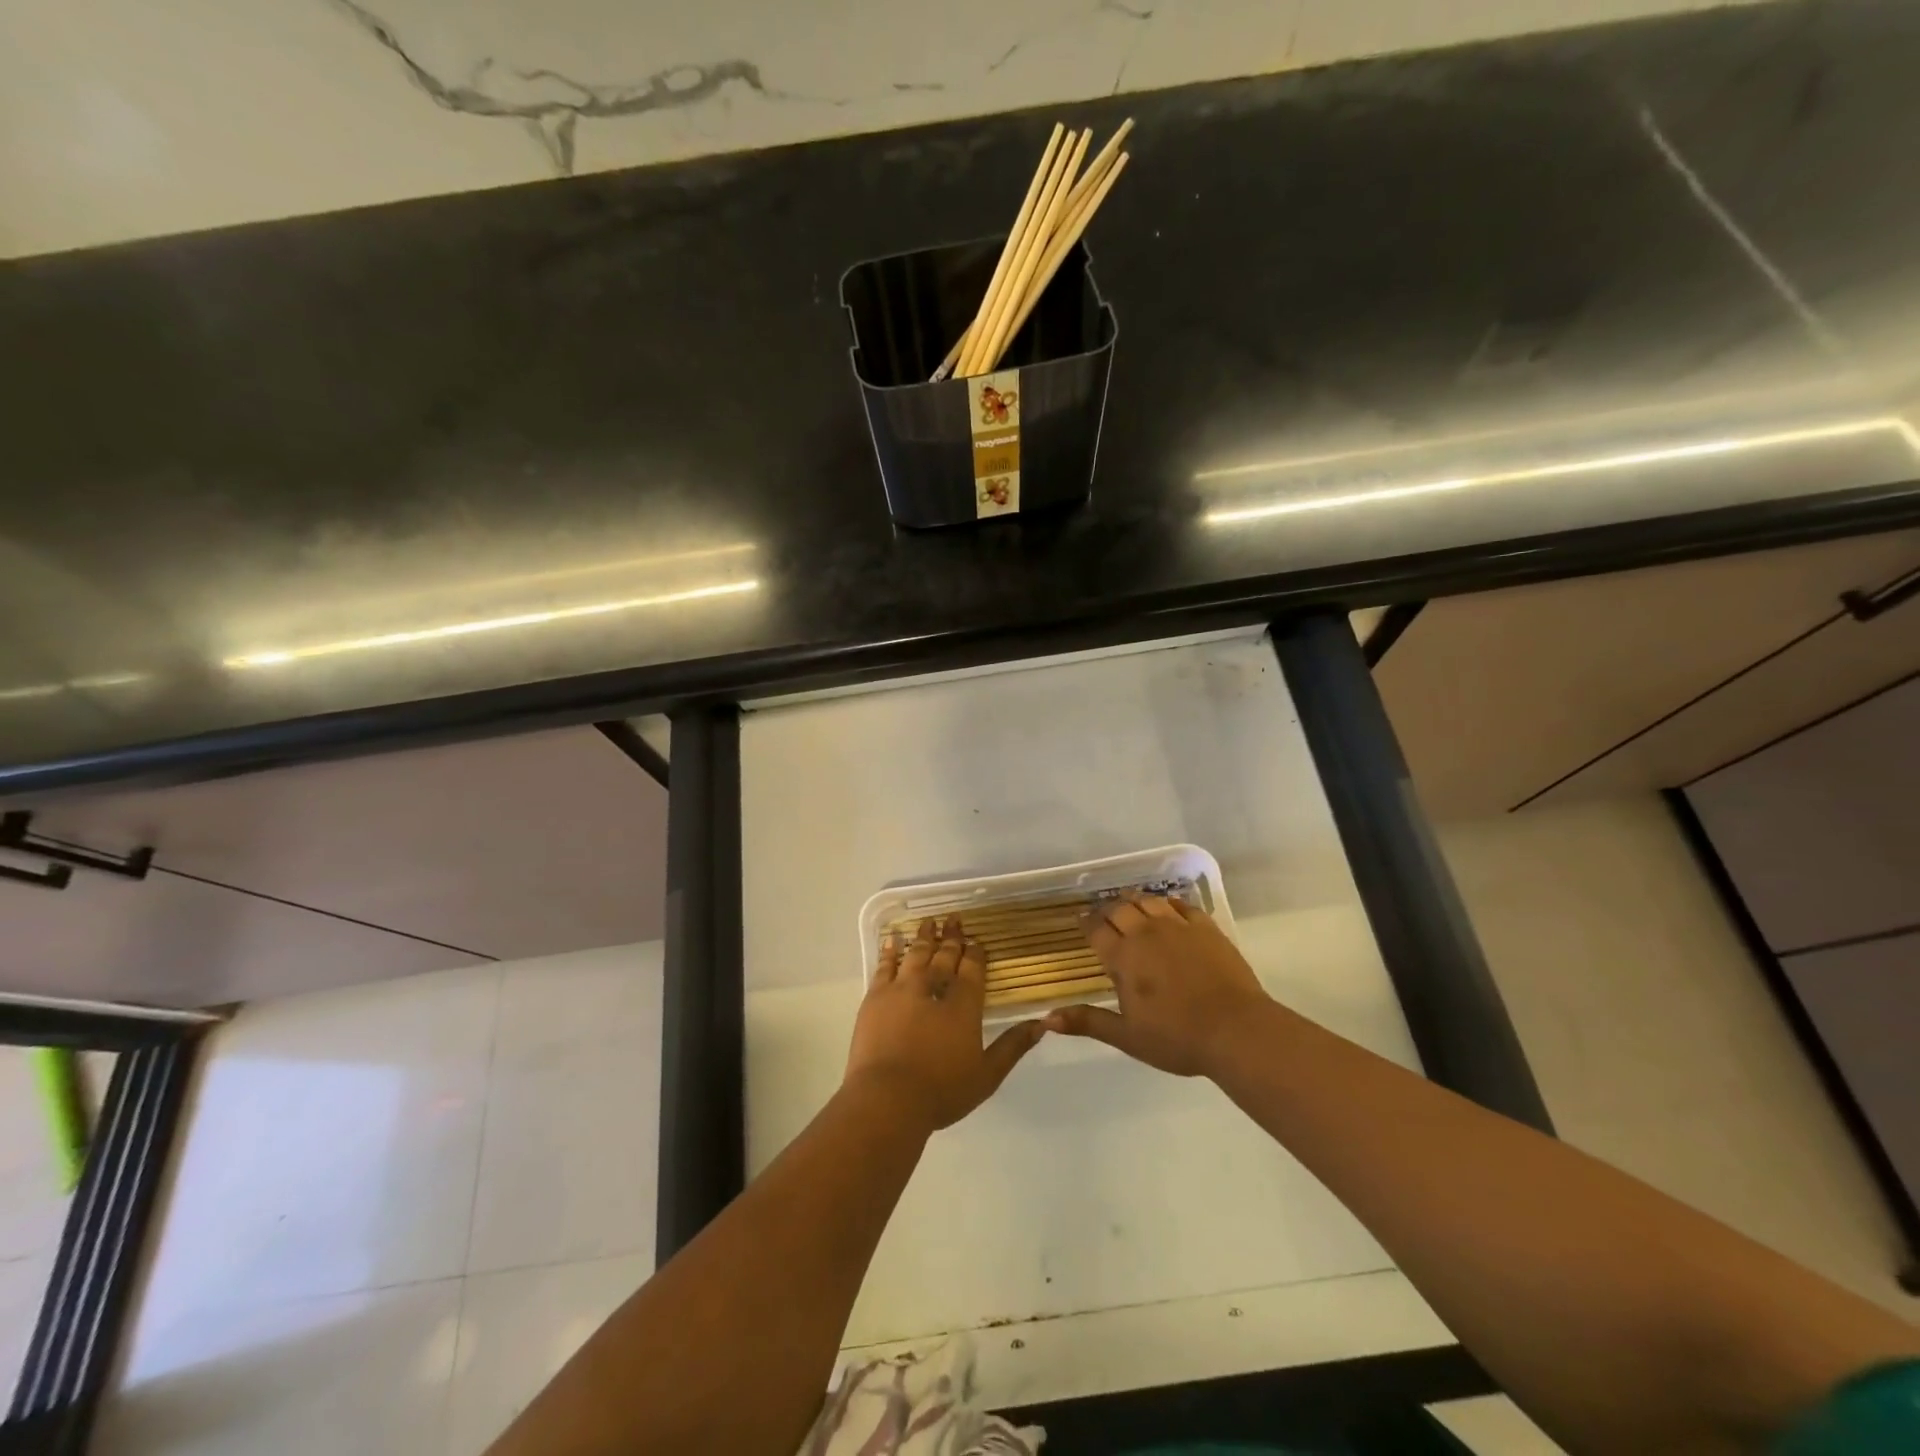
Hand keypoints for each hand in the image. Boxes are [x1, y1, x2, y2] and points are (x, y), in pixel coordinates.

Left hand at [844, 915, 1044, 1132]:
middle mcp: (933, 988)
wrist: (887, 1099)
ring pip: (916, 954)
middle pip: (944, 956)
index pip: (972, 969)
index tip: (977, 940)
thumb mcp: (987, 1075)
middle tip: (954, 918)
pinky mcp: (875, 998)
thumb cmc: (942, 1091)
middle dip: (952, 937)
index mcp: (963, 1005)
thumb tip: (1042, 1023)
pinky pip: (885, 966)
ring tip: (929, 921)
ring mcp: (901, 990)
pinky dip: (890, 951)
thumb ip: (1013, 1046)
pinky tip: (893, 940)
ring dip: (924, 936)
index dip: (975, 953)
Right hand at [1044, 893, 1270, 1076]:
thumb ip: (1088, 1022)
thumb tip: (1047, 1019)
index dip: (1086, 924)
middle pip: (1119, 909)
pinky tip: (1168, 908)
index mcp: (1123, 957)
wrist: (1236, 1030)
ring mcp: (1178, 926)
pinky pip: (1182, 905)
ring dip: (1135, 901)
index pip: (1096, 930)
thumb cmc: (1176, 1038)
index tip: (1081, 921)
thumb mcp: (1127, 1036)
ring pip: (1148, 901)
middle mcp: (1146, 933)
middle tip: (1104, 915)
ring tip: (1130, 905)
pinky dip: (1168, 903)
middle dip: (1107, 910)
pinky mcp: (1205, 927)